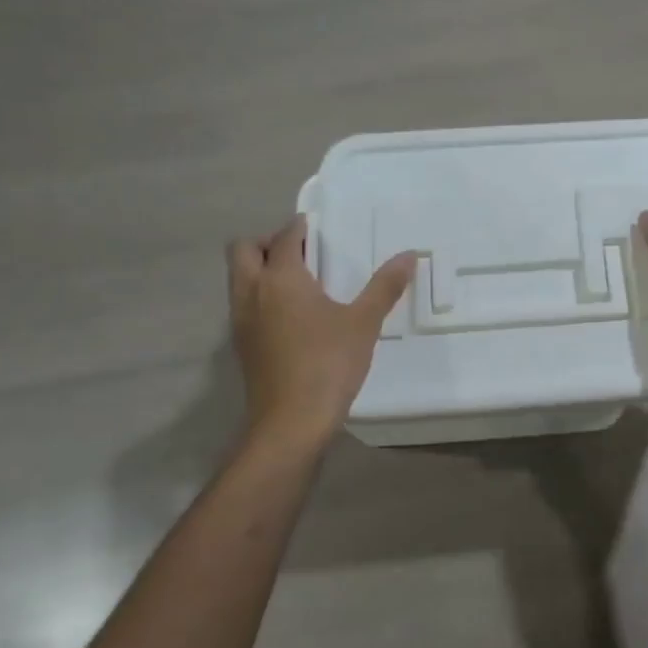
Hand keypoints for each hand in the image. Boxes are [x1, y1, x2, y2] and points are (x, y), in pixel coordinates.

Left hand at [227, 216, 415, 444]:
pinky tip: (290, 314)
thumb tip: (409, 255)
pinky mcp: (241, 344)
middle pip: (243, 250)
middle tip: (299, 250)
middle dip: (266, 241)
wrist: (291, 422)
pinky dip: (259, 295)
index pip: (284, 238)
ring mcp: (241, 320)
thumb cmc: (328, 364)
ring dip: (259, 268)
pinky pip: (243, 303)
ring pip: (238, 278)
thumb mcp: (364, 323)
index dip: (298, 227)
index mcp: (280, 279)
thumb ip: (385, 286)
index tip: (315, 226)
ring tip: (297, 280)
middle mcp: (252, 292)